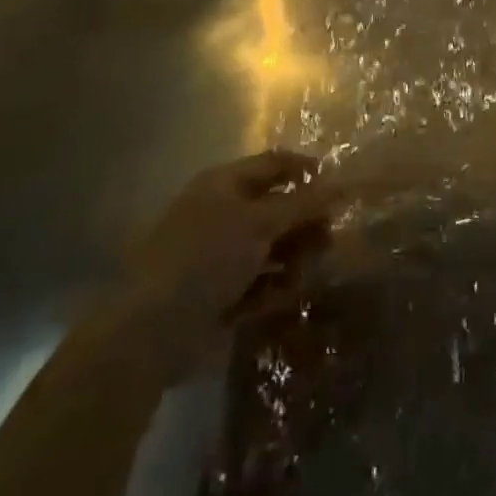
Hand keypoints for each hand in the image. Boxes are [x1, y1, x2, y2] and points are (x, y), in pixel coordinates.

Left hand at [104, 150, 333, 384]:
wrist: (151, 331)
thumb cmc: (206, 258)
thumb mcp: (262, 222)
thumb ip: (306, 202)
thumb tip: (344, 181)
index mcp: (224, 185)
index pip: (274, 164)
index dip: (307, 169)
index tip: (341, 187)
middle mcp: (223, 214)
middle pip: (279, 208)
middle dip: (306, 223)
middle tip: (327, 239)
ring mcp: (221, 256)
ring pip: (275, 247)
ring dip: (295, 258)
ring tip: (302, 274)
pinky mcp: (223, 293)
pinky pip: (262, 281)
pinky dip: (275, 287)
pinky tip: (280, 297)